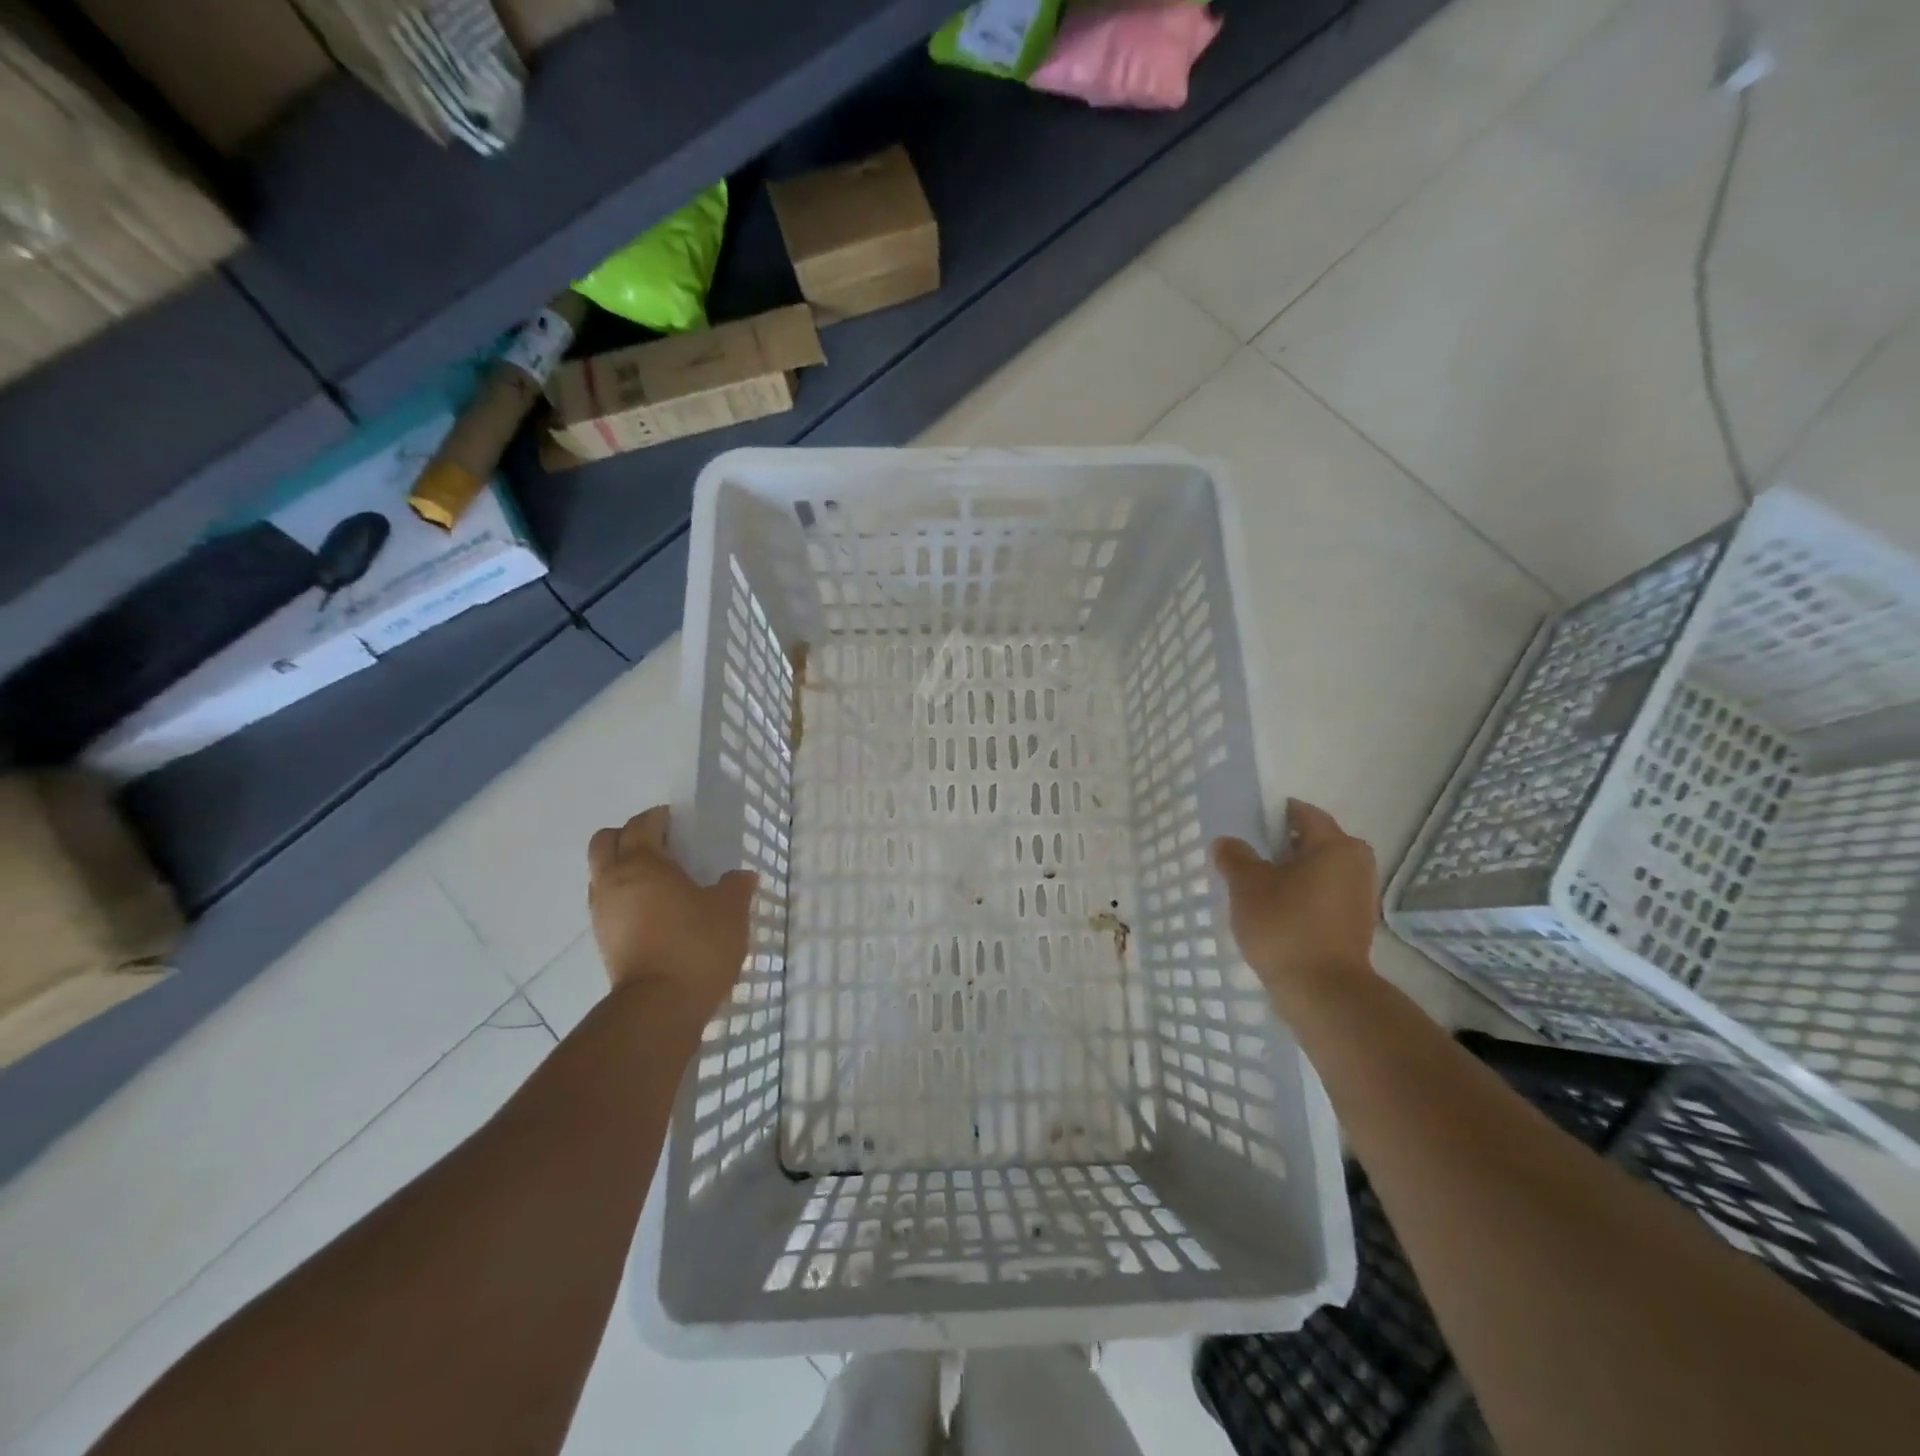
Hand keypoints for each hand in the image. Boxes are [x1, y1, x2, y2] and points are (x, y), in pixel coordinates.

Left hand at [586, 806, 757, 1022]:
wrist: (661, 1005)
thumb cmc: (697, 944)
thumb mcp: (731, 910)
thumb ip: (735, 886)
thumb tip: (740, 876)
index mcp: (643, 862)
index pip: (641, 825)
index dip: (658, 817)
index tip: (677, 820)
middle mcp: (613, 881)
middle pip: (605, 842)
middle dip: (628, 835)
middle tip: (660, 843)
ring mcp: (602, 912)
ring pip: (601, 874)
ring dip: (622, 867)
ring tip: (658, 879)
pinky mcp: (603, 941)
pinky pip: (607, 903)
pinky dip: (624, 896)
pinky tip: (653, 909)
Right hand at [1212, 799, 1378, 1003]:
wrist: (1322, 993)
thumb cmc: (1286, 926)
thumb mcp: (1247, 886)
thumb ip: (1234, 857)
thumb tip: (1227, 843)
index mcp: (1337, 846)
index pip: (1302, 813)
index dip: (1271, 815)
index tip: (1244, 826)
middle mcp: (1357, 866)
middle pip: (1311, 843)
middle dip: (1278, 848)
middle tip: (1245, 858)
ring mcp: (1360, 898)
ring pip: (1316, 873)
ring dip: (1288, 875)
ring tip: (1254, 888)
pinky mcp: (1354, 927)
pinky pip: (1321, 898)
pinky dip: (1300, 898)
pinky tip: (1273, 913)